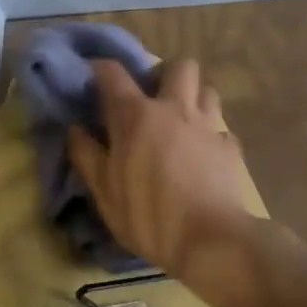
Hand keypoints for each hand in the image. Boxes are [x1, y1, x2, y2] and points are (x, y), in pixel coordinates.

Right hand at [66, 58, 253, 277]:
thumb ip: (87, 156)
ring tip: (182, 122)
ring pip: (207, 90)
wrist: (210, 240)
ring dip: (194, 98)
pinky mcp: (231, 147)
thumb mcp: (104, 193)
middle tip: (154, 98)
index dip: (101, 68)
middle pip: (179, 65)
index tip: (94, 75)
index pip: (113, 73)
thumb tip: (76, 129)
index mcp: (136, 116)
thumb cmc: (148, 216)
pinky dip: (211, 135)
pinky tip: (204, 155)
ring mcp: (208, 125)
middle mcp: (174, 109)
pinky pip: (221, 128)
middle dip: (166, 74)